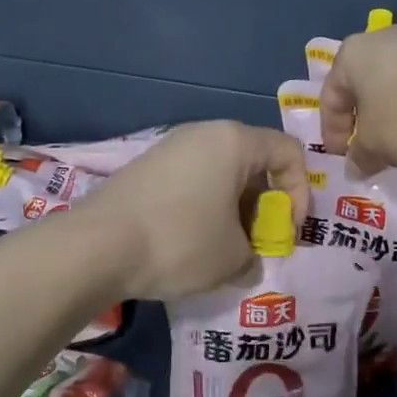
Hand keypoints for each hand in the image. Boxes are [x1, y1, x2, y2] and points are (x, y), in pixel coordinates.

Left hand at [73, 122, 310, 301]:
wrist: (96, 246)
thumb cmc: (179, 242)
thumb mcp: (232, 259)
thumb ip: (254, 257)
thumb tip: (247, 262)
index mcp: (234, 141)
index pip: (289, 152)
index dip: (300, 194)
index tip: (286, 232)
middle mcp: (202, 134)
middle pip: (253, 163)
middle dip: (263, 206)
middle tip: (255, 245)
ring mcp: (169, 149)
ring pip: (219, 175)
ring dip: (232, 211)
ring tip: (223, 251)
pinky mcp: (144, 169)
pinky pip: (190, 183)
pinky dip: (202, 210)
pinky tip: (189, 245)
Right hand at [320, 25, 396, 172]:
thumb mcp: (376, 145)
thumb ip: (360, 157)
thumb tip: (355, 166)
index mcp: (351, 56)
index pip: (329, 100)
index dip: (333, 135)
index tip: (344, 162)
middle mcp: (379, 41)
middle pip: (362, 91)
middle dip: (365, 126)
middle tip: (371, 155)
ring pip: (394, 90)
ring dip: (394, 120)